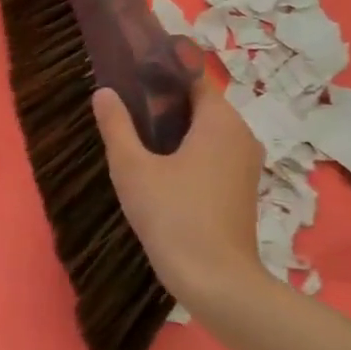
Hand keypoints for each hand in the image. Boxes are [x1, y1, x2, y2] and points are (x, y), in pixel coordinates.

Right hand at [92, 72, 264, 313]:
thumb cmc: (173, 215)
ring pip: (208, 130)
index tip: (132, 69)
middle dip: (165, 100)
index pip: (193, 77)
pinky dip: (189, 148)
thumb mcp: (132, 167)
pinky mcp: (242, 187)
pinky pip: (214, 152)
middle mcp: (241, 135)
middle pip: (201, 103)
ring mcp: (246, 163)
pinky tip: (159, 164)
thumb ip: (116, 126)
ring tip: (136, 132)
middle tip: (126, 102)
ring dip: (176, 126)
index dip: (162, 70)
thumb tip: (104, 93)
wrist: (216, 280)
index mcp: (220, 121)